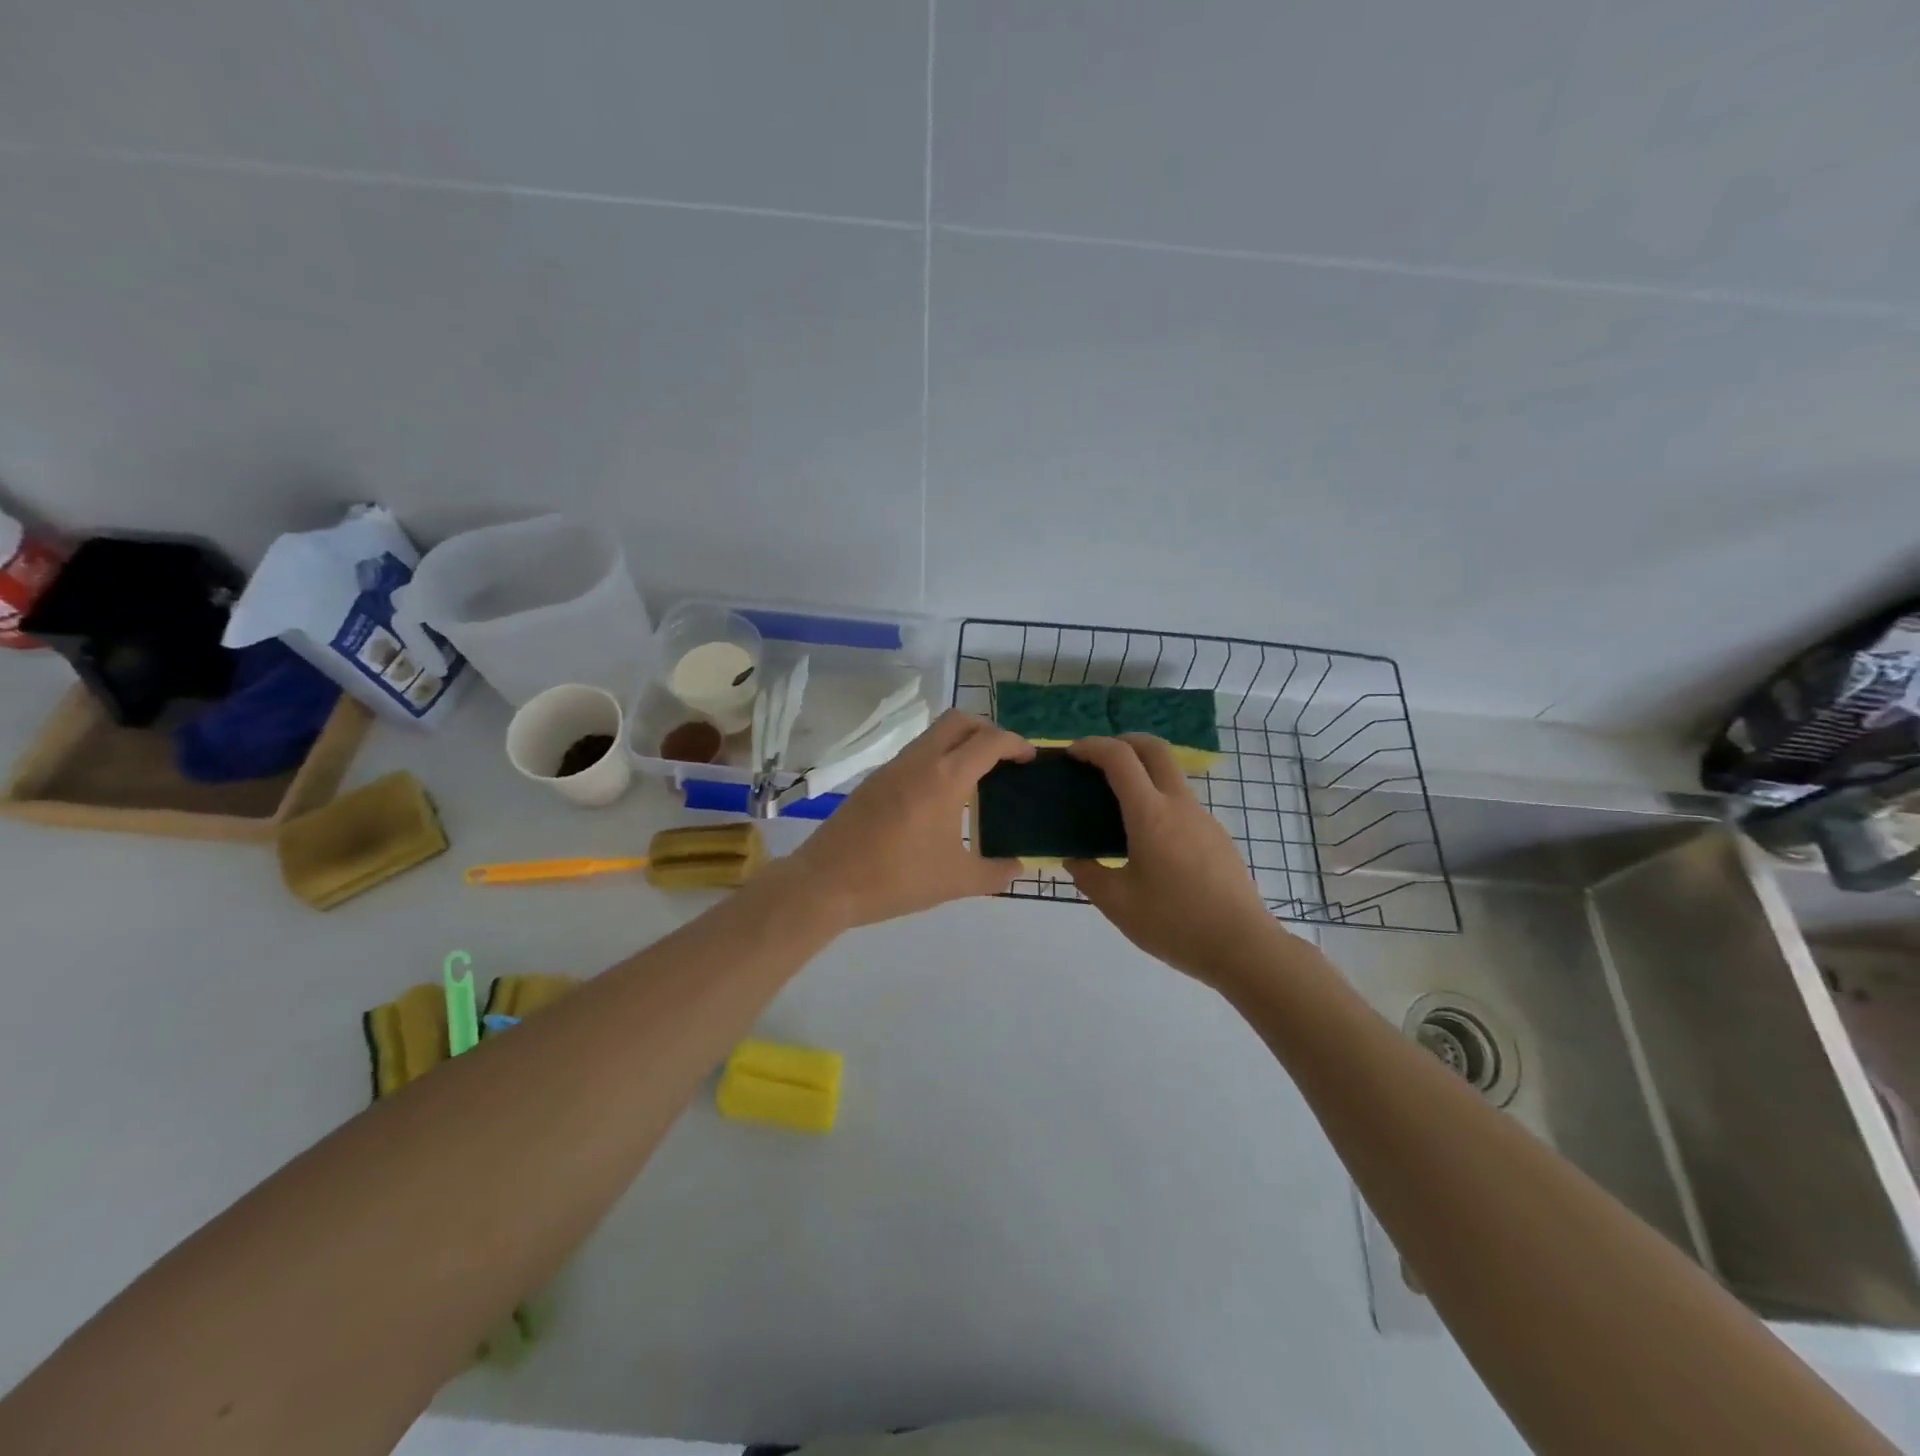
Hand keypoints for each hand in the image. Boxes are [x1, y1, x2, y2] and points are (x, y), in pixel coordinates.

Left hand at [786, 709, 1033, 928]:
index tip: (1029, 758)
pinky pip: (915, 753)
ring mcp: (892, 767)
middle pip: (959, 720)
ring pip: (933, 734)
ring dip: (959, 742)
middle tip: (1002, 758)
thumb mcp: (956, 882)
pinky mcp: (875, 779)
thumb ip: (995, 873)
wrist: (827, 883)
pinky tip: (940, 794)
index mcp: (945, 778)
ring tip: (975, 776)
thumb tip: (1019, 867)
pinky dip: (936, 757)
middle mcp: (919, 760)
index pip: (989, 741)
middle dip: (987, 730)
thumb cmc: (897, 879)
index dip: (1015, 743)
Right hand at [1066, 735, 1291, 985]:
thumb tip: (1074, 859)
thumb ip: (1088, 875)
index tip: (1072, 755)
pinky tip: (1146, 839)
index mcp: (1151, 814)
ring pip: (1170, 775)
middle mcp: (1179, 805)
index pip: (1120, 757)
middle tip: (1097, 760)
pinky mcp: (1217, 836)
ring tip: (1116, 806)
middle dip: (1122, 741)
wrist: (1243, 947)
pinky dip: (1157, 800)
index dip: (1092, 747)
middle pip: (1154, 748)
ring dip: (1142, 772)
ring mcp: (1203, 818)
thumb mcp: (1117, 904)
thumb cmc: (1174, 923)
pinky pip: (1182, 803)